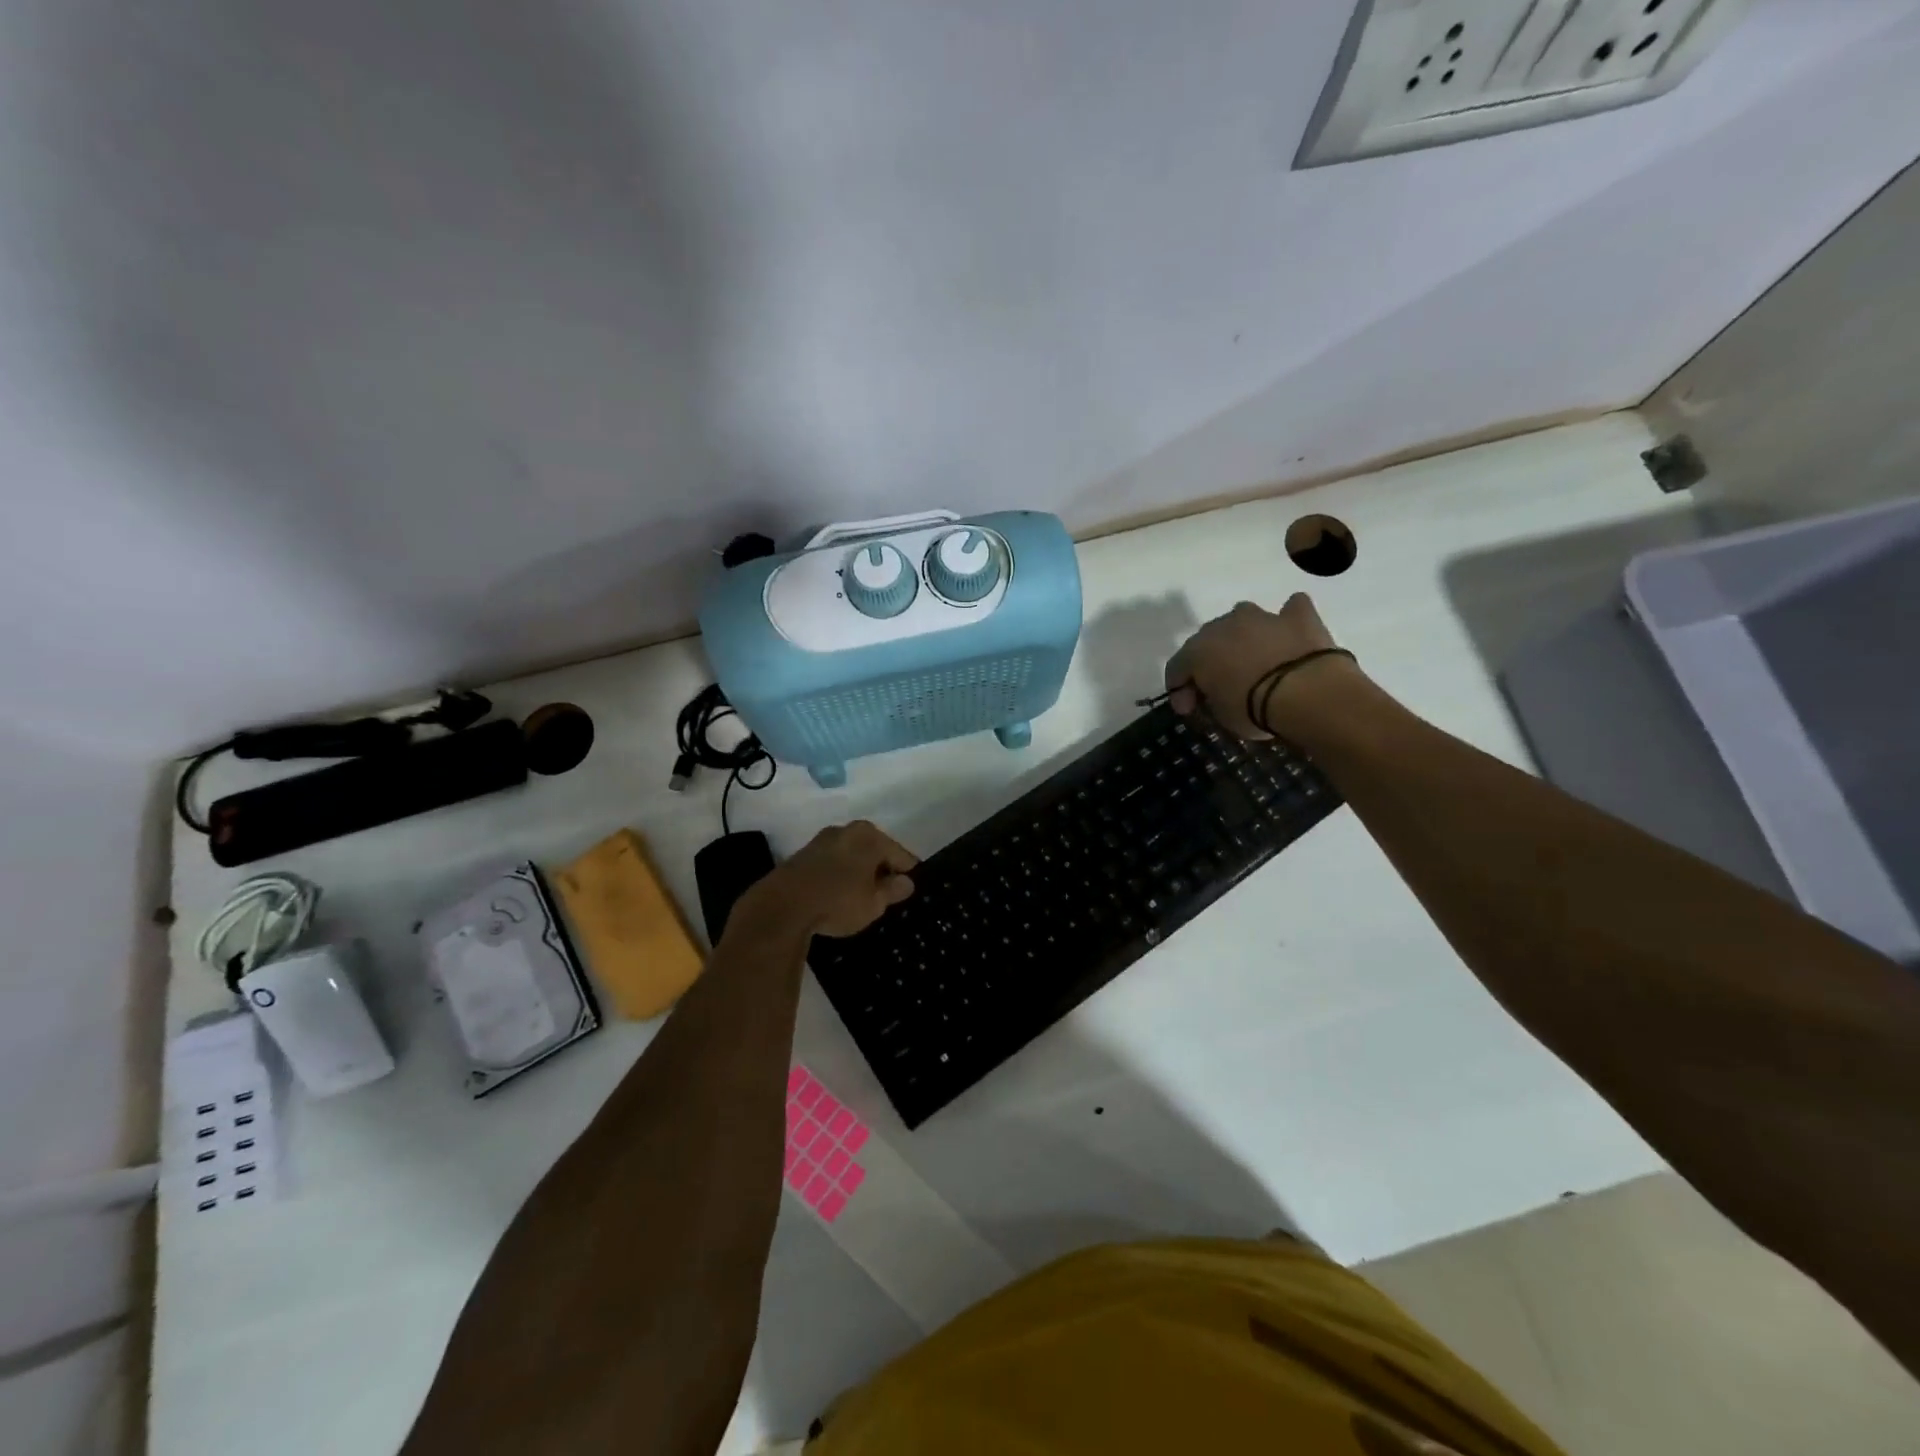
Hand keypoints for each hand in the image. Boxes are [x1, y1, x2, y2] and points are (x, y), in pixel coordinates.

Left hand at [738, 821, 917, 938]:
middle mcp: (848, 830)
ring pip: (852, 855)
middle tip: (886, 896)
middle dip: (882, 870)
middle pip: (875, 851)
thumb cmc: (838, 901)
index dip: (907, 874)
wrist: (782, 906)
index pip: (901, 855)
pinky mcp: (804, 853)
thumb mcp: (873, 903)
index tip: (909, 891)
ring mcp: (823, 839)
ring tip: (861, 898)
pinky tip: (838, 894)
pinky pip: (833, 862)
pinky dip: (840, 874)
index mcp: (871, 836)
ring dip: (859, 872)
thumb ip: (893, 890)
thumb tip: (906, 882)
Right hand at [1163, 594, 1342, 738]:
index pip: (1176, 669)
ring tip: (1254, 660)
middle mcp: (1223, 625)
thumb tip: (1215, 696)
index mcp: (1197, 651)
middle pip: (1208, 641)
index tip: (1189, 711)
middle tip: (1220, 688)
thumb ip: (1211, 701)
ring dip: (1243, 636)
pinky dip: (1288, 620)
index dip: (1179, 691)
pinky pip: (1290, 611)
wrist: (1307, 692)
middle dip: (1210, 662)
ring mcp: (1262, 616)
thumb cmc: (1253, 708)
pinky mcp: (1298, 616)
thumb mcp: (1221, 716)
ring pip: (1243, 619)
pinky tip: (1290, 633)